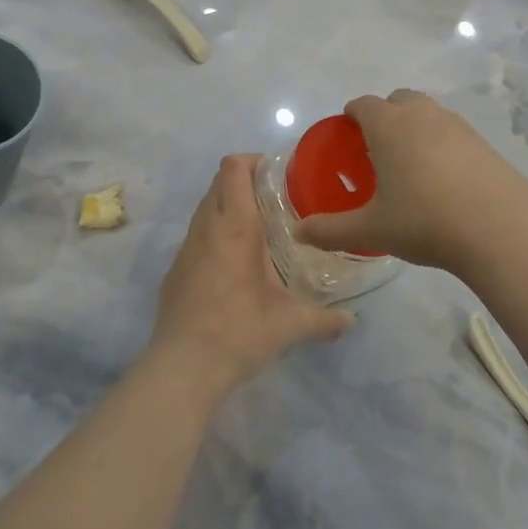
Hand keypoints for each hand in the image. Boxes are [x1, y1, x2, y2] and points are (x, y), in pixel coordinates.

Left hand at [149, 154, 351, 398]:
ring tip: (259, 231)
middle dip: (244, 181)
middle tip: (276, 200)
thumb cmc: (239, 332)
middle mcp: (206, 228)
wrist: (182, 368)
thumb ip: (325, 320)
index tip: (278, 174)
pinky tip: (235, 265)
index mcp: (234, 226)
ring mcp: (185, 249)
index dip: (253, 160)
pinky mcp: (175, 270)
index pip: (233, 168)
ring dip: (228, 207)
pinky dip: (215, 234)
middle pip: (219, 182)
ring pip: (205, 208)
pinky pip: (196, 235)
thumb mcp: (290, 325)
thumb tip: (352, 320)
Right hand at [293, 90, 527, 273]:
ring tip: (410, 164)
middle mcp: (422, 114)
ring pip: (428, 113)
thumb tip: (298, 233)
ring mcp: (457, 125)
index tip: (347, 134)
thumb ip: (331, 230)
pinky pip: (452, 132)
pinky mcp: (483, 142)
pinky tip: (443, 179)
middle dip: (385, 116)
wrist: (501, 228)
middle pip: (398, 100)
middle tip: (377, 150)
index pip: (363, 105)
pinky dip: (441, 143)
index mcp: (389, 125)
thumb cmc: (425, 221)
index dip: (352, 115)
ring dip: (415, 127)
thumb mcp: (372, 230)